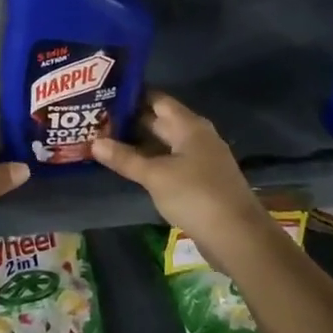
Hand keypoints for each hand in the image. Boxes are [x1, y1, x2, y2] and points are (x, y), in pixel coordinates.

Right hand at [92, 92, 269, 253]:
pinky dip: (149, 162)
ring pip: (163, 144)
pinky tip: (129, 167)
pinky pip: (169, 162)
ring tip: (104, 141)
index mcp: (189, 126)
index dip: (131, 96)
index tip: (103, 95)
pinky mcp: (199, 181)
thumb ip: (125, 158)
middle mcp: (196, 136)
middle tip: (95, 120)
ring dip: (138, 144)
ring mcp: (199, 159)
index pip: (157, 99)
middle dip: (129, 121)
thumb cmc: (195, 195)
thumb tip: (93, 143)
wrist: (238, 237)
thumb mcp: (155, 176)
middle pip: (159, 121)